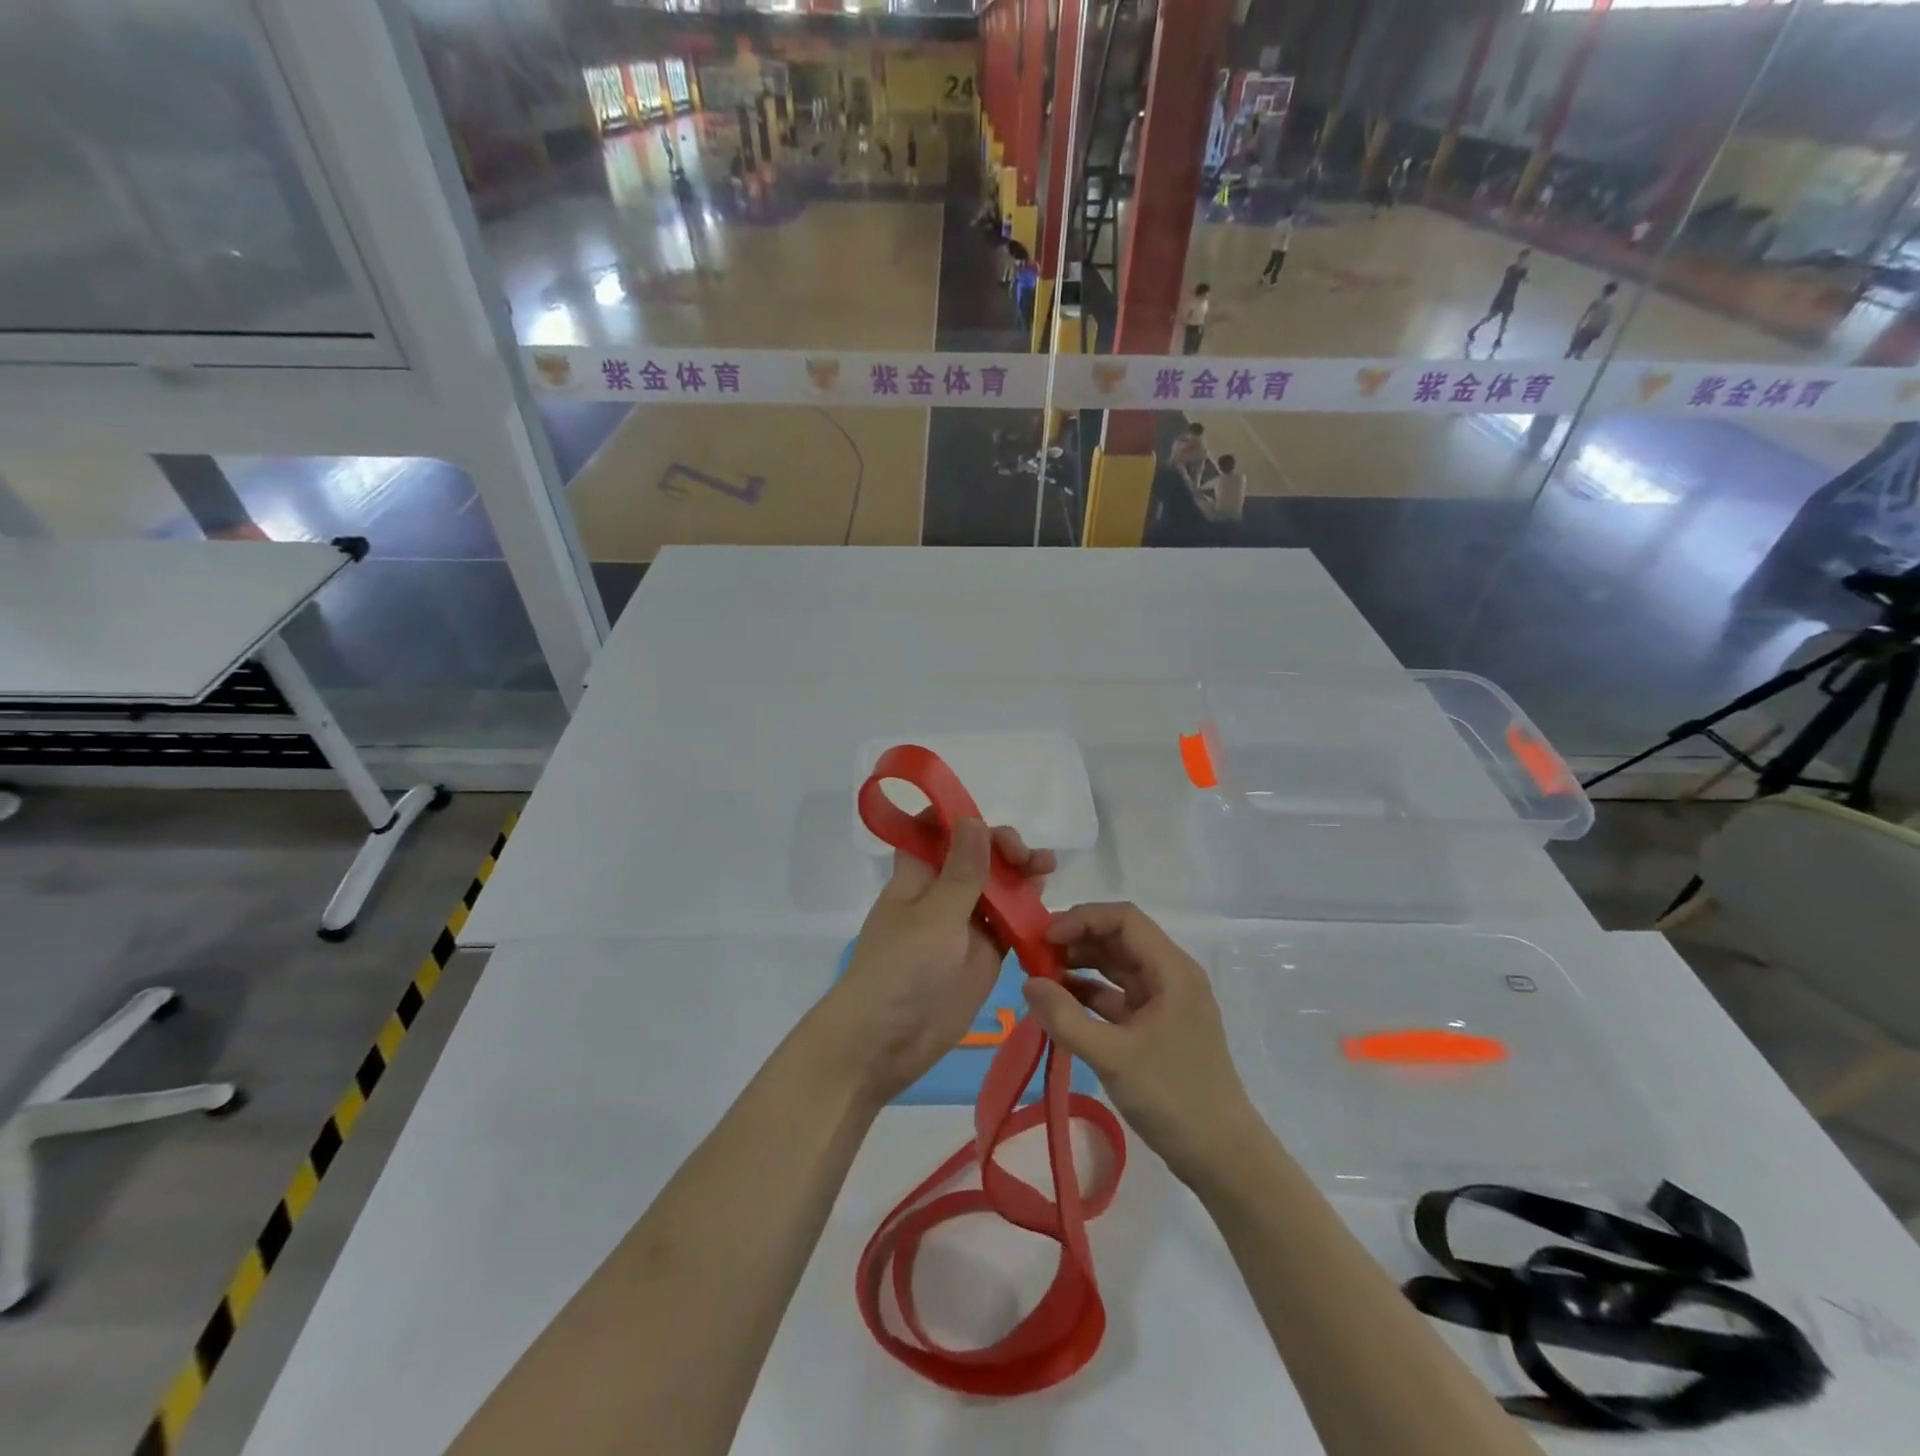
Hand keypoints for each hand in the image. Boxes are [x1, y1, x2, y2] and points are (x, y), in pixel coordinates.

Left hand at [811, 816, 1055, 1105]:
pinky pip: (1009, 923)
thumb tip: (973, 818)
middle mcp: (942, 892)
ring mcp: (964, 923)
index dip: (959, 818)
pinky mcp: (983, 953)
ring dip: (1021, 874)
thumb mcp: (934, 916)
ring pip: (997, 886)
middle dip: (1001, 846)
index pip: (934, 830)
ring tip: (1046, 868)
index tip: (987, 819)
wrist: (886, 1043)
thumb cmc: (900, 970)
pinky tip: (1047, 903)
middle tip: (1025, 857)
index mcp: (918, 874)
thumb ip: (962, 871)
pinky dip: (1028, 912)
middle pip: (975, 855)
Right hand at [1024, 902, 1262, 1184]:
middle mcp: (1171, 975)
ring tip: (1041, 976)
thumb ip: (1065, 1017)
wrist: (1221, 1156)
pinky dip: (1089, 993)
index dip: (1082, 919)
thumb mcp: (1112, 1056)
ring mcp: (1165, 1001)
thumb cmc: (1172, 1097)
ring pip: (1117, 965)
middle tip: (1034, 955)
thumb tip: (1028, 983)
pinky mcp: (1157, 1025)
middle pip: (1119, 938)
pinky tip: (1060, 1004)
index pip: (1124, 919)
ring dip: (1081, 965)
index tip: (1045, 937)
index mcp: (1171, 970)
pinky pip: (1118, 995)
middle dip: (1077, 939)